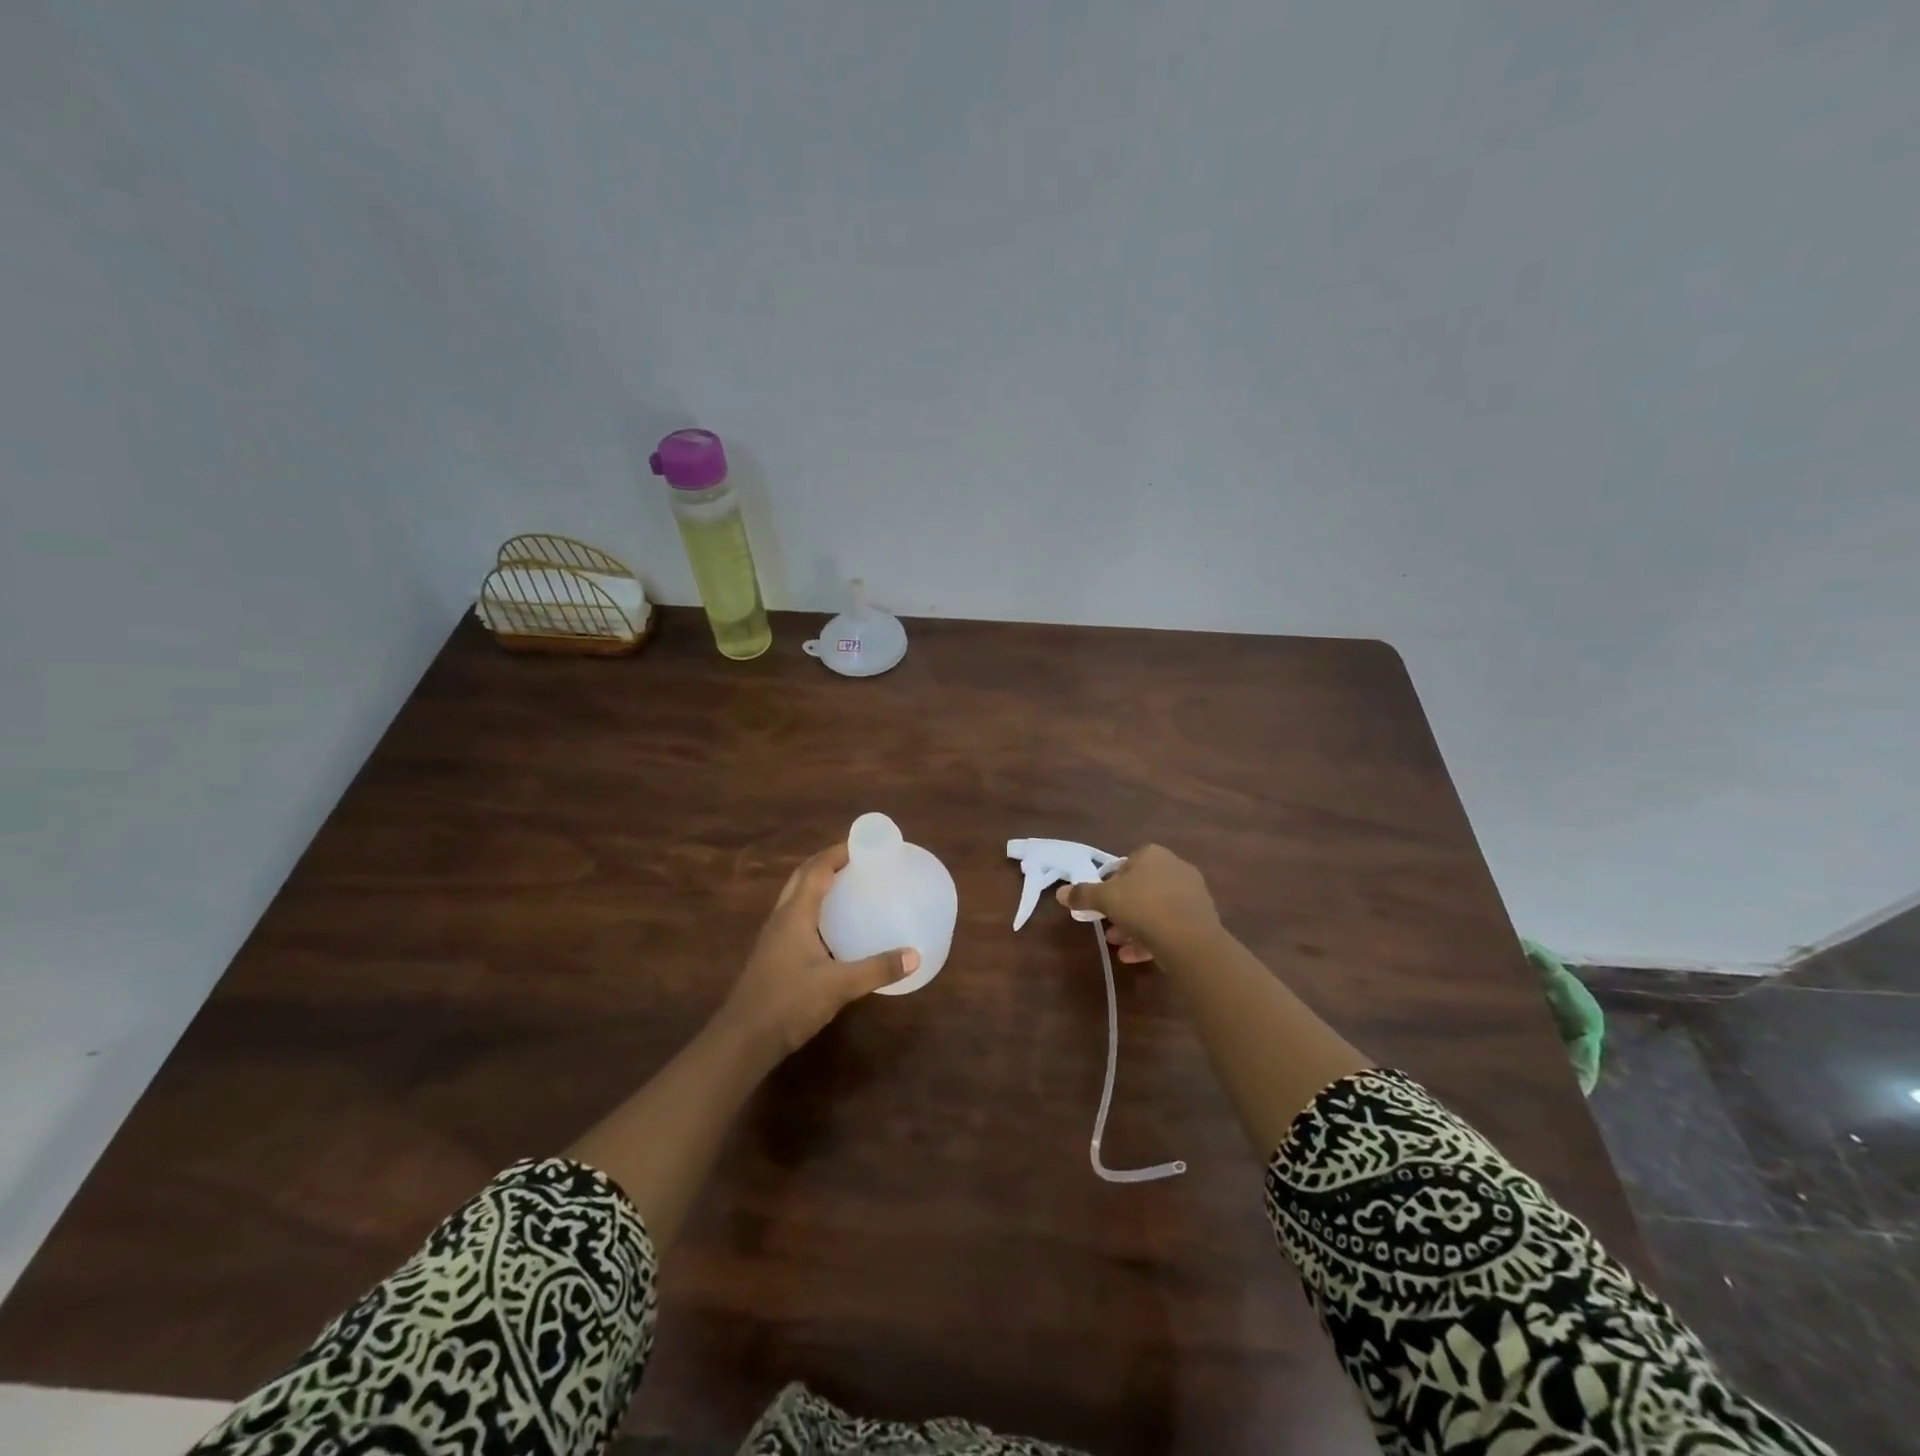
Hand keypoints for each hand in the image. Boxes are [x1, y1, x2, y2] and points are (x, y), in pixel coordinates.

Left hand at [712, 842, 917, 1061]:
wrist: (742, 1041)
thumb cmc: (788, 1004)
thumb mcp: (838, 986)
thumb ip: (877, 969)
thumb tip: (914, 955)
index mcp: (795, 915)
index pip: (816, 869)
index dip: (838, 852)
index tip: (865, 845)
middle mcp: (782, 918)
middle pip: (803, 877)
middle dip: (828, 863)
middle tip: (859, 861)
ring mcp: (774, 938)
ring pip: (796, 897)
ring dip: (819, 884)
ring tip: (850, 886)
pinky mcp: (774, 956)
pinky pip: (796, 918)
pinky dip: (816, 908)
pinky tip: (834, 927)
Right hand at [1056, 843, 1219, 963]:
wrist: (1189, 939)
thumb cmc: (1143, 907)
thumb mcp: (1105, 899)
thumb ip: (1082, 894)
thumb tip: (1060, 892)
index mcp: (1153, 855)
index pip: (1126, 864)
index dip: (1110, 883)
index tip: (1100, 902)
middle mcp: (1175, 868)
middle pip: (1141, 888)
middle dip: (1122, 909)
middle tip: (1106, 926)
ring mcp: (1192, 894)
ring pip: (1155, 909)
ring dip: (1134, 926)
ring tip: (1116, 944)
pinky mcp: (1201, 920)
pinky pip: (1170, 926)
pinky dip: (1151, 938)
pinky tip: (1133, 956)